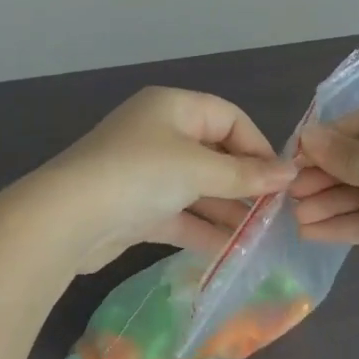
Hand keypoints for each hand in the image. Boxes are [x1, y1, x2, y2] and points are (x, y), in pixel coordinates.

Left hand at [40, 87, 296, 273]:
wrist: (68, 219)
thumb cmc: (140, 175)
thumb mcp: (198, 169)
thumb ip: (245, 174)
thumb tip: (290, 172)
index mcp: (172, 107)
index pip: (228, 118)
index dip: (257, 146)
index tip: (281, 180)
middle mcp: (159, 134)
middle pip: (214, 154)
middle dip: (244, 183)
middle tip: (275, 213)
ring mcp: (145, 172)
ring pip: (197, 188)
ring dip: (227, 210)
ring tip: (261, 237)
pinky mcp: (136, 208)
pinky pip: (179, 214)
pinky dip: (202, 229)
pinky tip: (230, 250)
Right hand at [291, 104, 358, 312]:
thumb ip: (350, 155)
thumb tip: (307, 135)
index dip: (330, 137)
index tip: (295, 153)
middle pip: (358, 158)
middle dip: (323, 172)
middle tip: (290, 189)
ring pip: (358, 192)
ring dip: (326, 201)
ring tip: (294, 214)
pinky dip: (339, 224)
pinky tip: (309, 231)